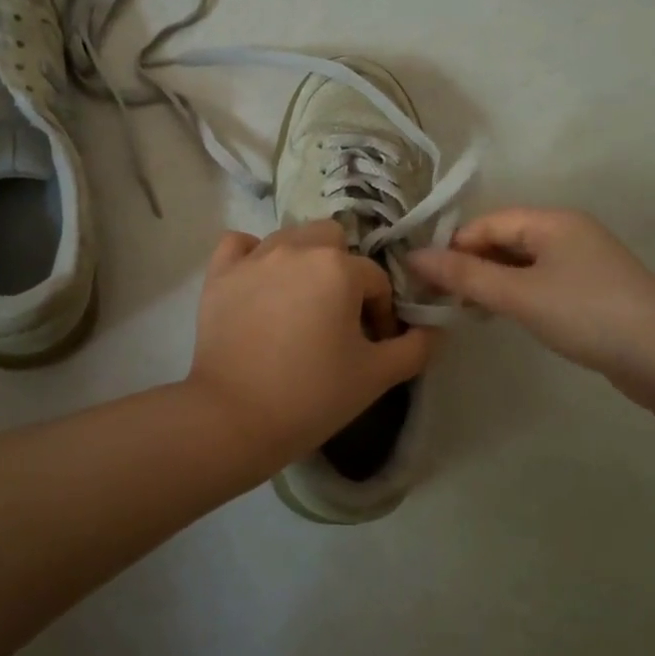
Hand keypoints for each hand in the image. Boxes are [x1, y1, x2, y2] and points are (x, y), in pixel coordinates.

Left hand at [189, 221, 434, 467]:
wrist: (234, 417)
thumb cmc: (311, 395)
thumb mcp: (377, 376)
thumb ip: (415, 347)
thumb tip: (434, 329)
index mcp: (339, 268)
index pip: (376, 280)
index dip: (381, 313)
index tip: (372, 346)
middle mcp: (297, 249)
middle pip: (333, 240)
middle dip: (342, 270)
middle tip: (336, 314)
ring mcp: (254, 257)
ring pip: (290, 238)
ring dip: (303, 261)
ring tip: (299, 302)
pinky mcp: (220, 273)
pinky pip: (240, 245)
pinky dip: (252, 256)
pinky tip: (258, 282)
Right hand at [407, 208, 654, 407]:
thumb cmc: (586, 314)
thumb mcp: (519, 295)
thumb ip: (465, 275)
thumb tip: (413, 256)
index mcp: (552, 220)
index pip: (486, 223)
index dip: (454, 248)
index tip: (427, 280)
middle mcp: (569, 231)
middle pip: (504, 239)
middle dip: (472, 265)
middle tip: (445, 299)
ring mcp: (585, 260)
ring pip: (523, 262)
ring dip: (494, 282)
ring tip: (471, 311)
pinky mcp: (594, 288)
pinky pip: (543, 280)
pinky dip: (519, 293)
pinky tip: (509, 316)